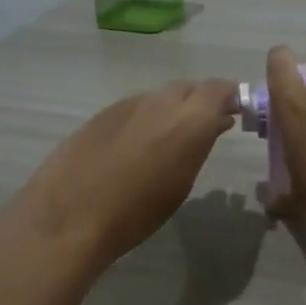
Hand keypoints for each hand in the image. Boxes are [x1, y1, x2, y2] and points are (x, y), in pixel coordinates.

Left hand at [12, 79, 239, 266]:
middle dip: (199, 103)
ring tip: (167, 141)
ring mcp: (127, 104)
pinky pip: (133, 109)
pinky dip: (143, 120)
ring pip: (158, 98)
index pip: (219, 89)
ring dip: (170, 112)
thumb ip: (199, 146)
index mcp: (189, 120)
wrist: (70, 216)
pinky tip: (134, 148)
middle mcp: (160, 102)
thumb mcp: (181, 184)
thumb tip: (212, 125)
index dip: (229, 97)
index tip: (234, 113)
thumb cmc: (137, 213)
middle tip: (204, 128)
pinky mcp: (101, 114)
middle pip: (188, 89)